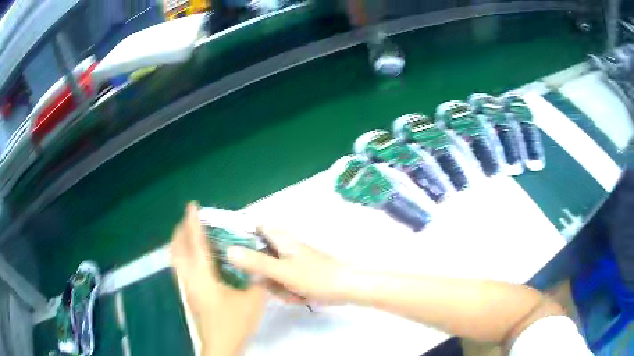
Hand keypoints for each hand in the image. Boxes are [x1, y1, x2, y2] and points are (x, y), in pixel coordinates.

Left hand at [170, 203, 266, 355]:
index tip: (192, 206)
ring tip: (191, 233)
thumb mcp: (253, 301)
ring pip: (176, 258)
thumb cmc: (234, 322)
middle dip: (181, 229)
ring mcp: (186, 287)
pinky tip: (195, 257)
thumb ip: (256, 279)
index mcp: (203, 277)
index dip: (193, 223)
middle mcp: (189, 278)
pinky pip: (180, 266)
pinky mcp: (188, 294)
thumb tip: (257, 263)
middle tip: (191, 218)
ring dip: (180, 241)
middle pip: (177, 248)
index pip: (195, 244)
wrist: (220, 345)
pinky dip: (183, 253)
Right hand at [227, 226, 351, 303]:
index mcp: (280, 239)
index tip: (231, 255)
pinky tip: (300, 297)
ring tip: (292, 293)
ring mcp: (291, 263)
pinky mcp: (298, 276)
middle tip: (272, 285)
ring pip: (270, 275)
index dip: (240, 237)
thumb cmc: (316, 276)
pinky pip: (283, 284)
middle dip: (263, 277)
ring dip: (278, 288)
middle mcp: (283, 248)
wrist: (348, 288)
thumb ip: (256, 262)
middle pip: (258, 258)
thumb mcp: (283, 271)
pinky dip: (289, 293)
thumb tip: (228, 251)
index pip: (253, 228)